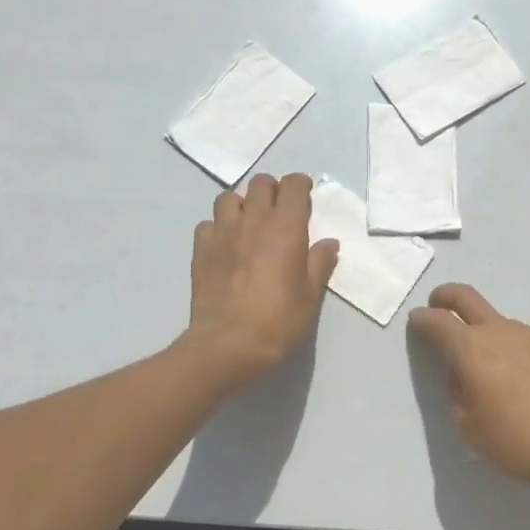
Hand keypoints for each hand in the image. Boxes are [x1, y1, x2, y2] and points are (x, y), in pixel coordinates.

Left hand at [185, 173, 339, 383]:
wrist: (228, 345)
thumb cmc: (278, 320)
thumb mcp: (310, 295)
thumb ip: (319, 263)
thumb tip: (328, 243)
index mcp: (285, 227)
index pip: (292, 185)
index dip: (300, 185)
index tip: (305, 196)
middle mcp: (253, 221)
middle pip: (260, 183)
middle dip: (273, 190)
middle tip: (280, 210)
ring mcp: (222, 232)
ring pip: (229, 197)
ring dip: (242, 204)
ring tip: (250, 223)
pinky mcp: (201, 249)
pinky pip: (208, 224)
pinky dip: (218, 227)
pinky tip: (226, 244)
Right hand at [408, 283, 529, 496]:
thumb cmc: (515, 443)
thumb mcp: (467, 426)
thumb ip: (457, 392)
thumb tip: (462, 374)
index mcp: (470, 348)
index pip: (436, 321)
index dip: (422, 319)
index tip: (416, 322)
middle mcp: (500, 331)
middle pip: (465, 297)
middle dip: (445, 296)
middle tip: (438, 304)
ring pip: (501, 323)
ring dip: (487, 334)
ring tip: (494, 369)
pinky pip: (528, 341)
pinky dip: (518, 351)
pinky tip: (529, 382)